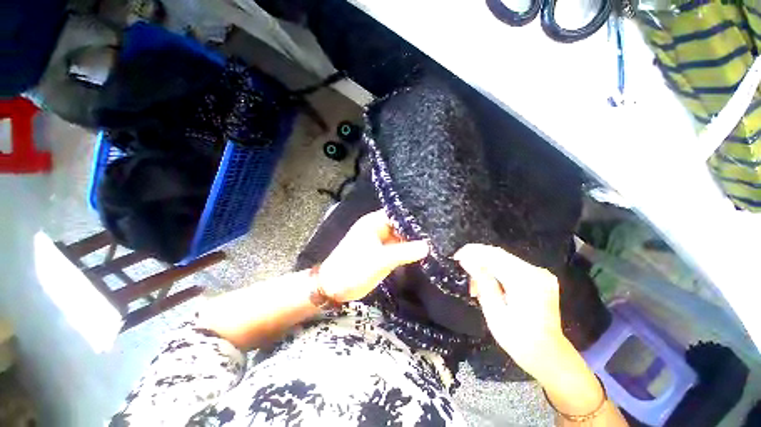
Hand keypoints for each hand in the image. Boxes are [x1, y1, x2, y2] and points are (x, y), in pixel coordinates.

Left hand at [318, 210, 428, 302]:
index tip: (432, 218)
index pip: (396, 213)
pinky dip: (408, 250)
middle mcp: (378, 229)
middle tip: (437, 231)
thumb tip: (427, 246)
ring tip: (435, 240)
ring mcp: (381, 242)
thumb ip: (403, 252)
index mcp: (373, 223)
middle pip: (400, 225)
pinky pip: (398, 249)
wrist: (334, 288)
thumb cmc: (353, 269)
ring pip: (401, 237)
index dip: (413, 215)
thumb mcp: (379, 260)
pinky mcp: (382, 254)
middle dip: (415, 228)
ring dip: (413, 240)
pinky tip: (423, 252)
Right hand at [454, 244, 569, 381]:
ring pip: (504, 259)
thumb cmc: (518, 339)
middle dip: (477, 259)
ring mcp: (540, 274)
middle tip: (463, 269)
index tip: (457, 256)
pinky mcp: (540, 278)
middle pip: (499, 255)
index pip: (494, 256)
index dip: (473, 252)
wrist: (548, 355)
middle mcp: (536, 272)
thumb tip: (467, 260)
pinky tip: (489, 284)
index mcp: (525, 282)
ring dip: (486, 267)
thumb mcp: (494, 313)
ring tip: (475, 285)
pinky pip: (512, 266)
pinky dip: (496, 271)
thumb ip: (482, 282)